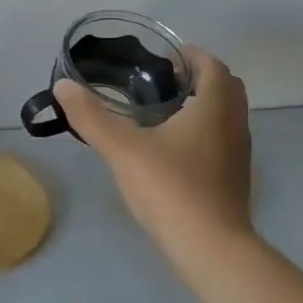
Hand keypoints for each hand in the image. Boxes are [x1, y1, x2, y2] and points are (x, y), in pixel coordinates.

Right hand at [54, 47, 253, 257]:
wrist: (210, 248)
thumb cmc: (170, 188)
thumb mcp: (122, 148)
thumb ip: (91, 116)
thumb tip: (63, 86)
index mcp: (215, 106)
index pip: (211, 64)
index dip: (189, 55)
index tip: (161, 58)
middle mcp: (235, 123)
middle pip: (224, 87)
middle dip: (196, 78)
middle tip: (160, 83)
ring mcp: (239, 153)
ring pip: (226, 115)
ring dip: (202, 105)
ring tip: (162, 113)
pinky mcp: (235, 178)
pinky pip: (223, 140)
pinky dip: (204, 132)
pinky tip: (172, 150)